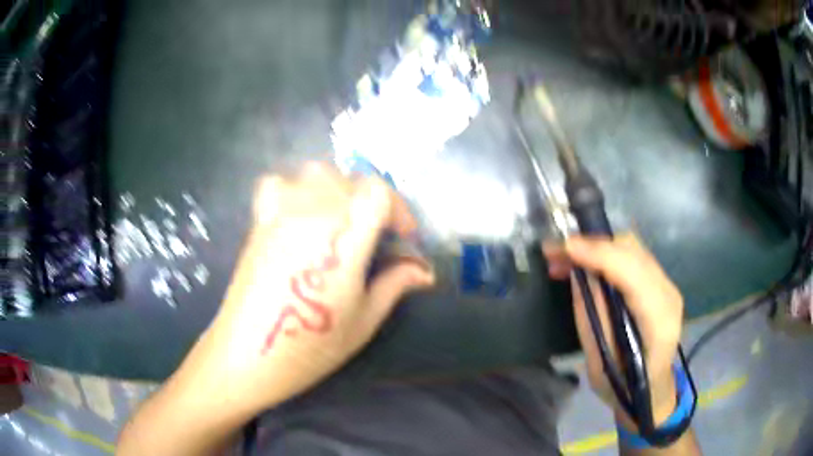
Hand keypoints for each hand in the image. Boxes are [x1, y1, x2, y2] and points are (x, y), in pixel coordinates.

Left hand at [179, 163, 434, 418]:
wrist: (249, 355)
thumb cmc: (311, 347)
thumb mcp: (364, 321)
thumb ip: (395, 284)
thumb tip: (424, 271)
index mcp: (343, 240)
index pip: (378, 192)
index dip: (398, 208)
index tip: (402, 236)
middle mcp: (312, 215)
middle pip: (352, 180)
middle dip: (373, 202)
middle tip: (376, 235)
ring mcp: (280, 214)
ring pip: (317, 172)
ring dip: (338, 189)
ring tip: (340, 219)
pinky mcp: (259, 221)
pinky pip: (279, 183)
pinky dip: (295, 189)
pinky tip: (300, 214)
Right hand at [544, 234, 683, 425]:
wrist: (651, 389)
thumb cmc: (624, 387)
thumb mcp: (600, 364)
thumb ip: (593, 318)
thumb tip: (578, 275)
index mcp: (658, 321)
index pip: (632, 273)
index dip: (598, 255)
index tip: (564, 248)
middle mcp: (668, 294)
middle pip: (632, 250)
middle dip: (592, 245)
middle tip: (556, 253)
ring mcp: (666, 285)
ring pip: (631, 248)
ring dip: (596, 247)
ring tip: (563, 259)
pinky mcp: (659, 282)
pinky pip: (631, 257)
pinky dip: (605, 255)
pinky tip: (584, 265)